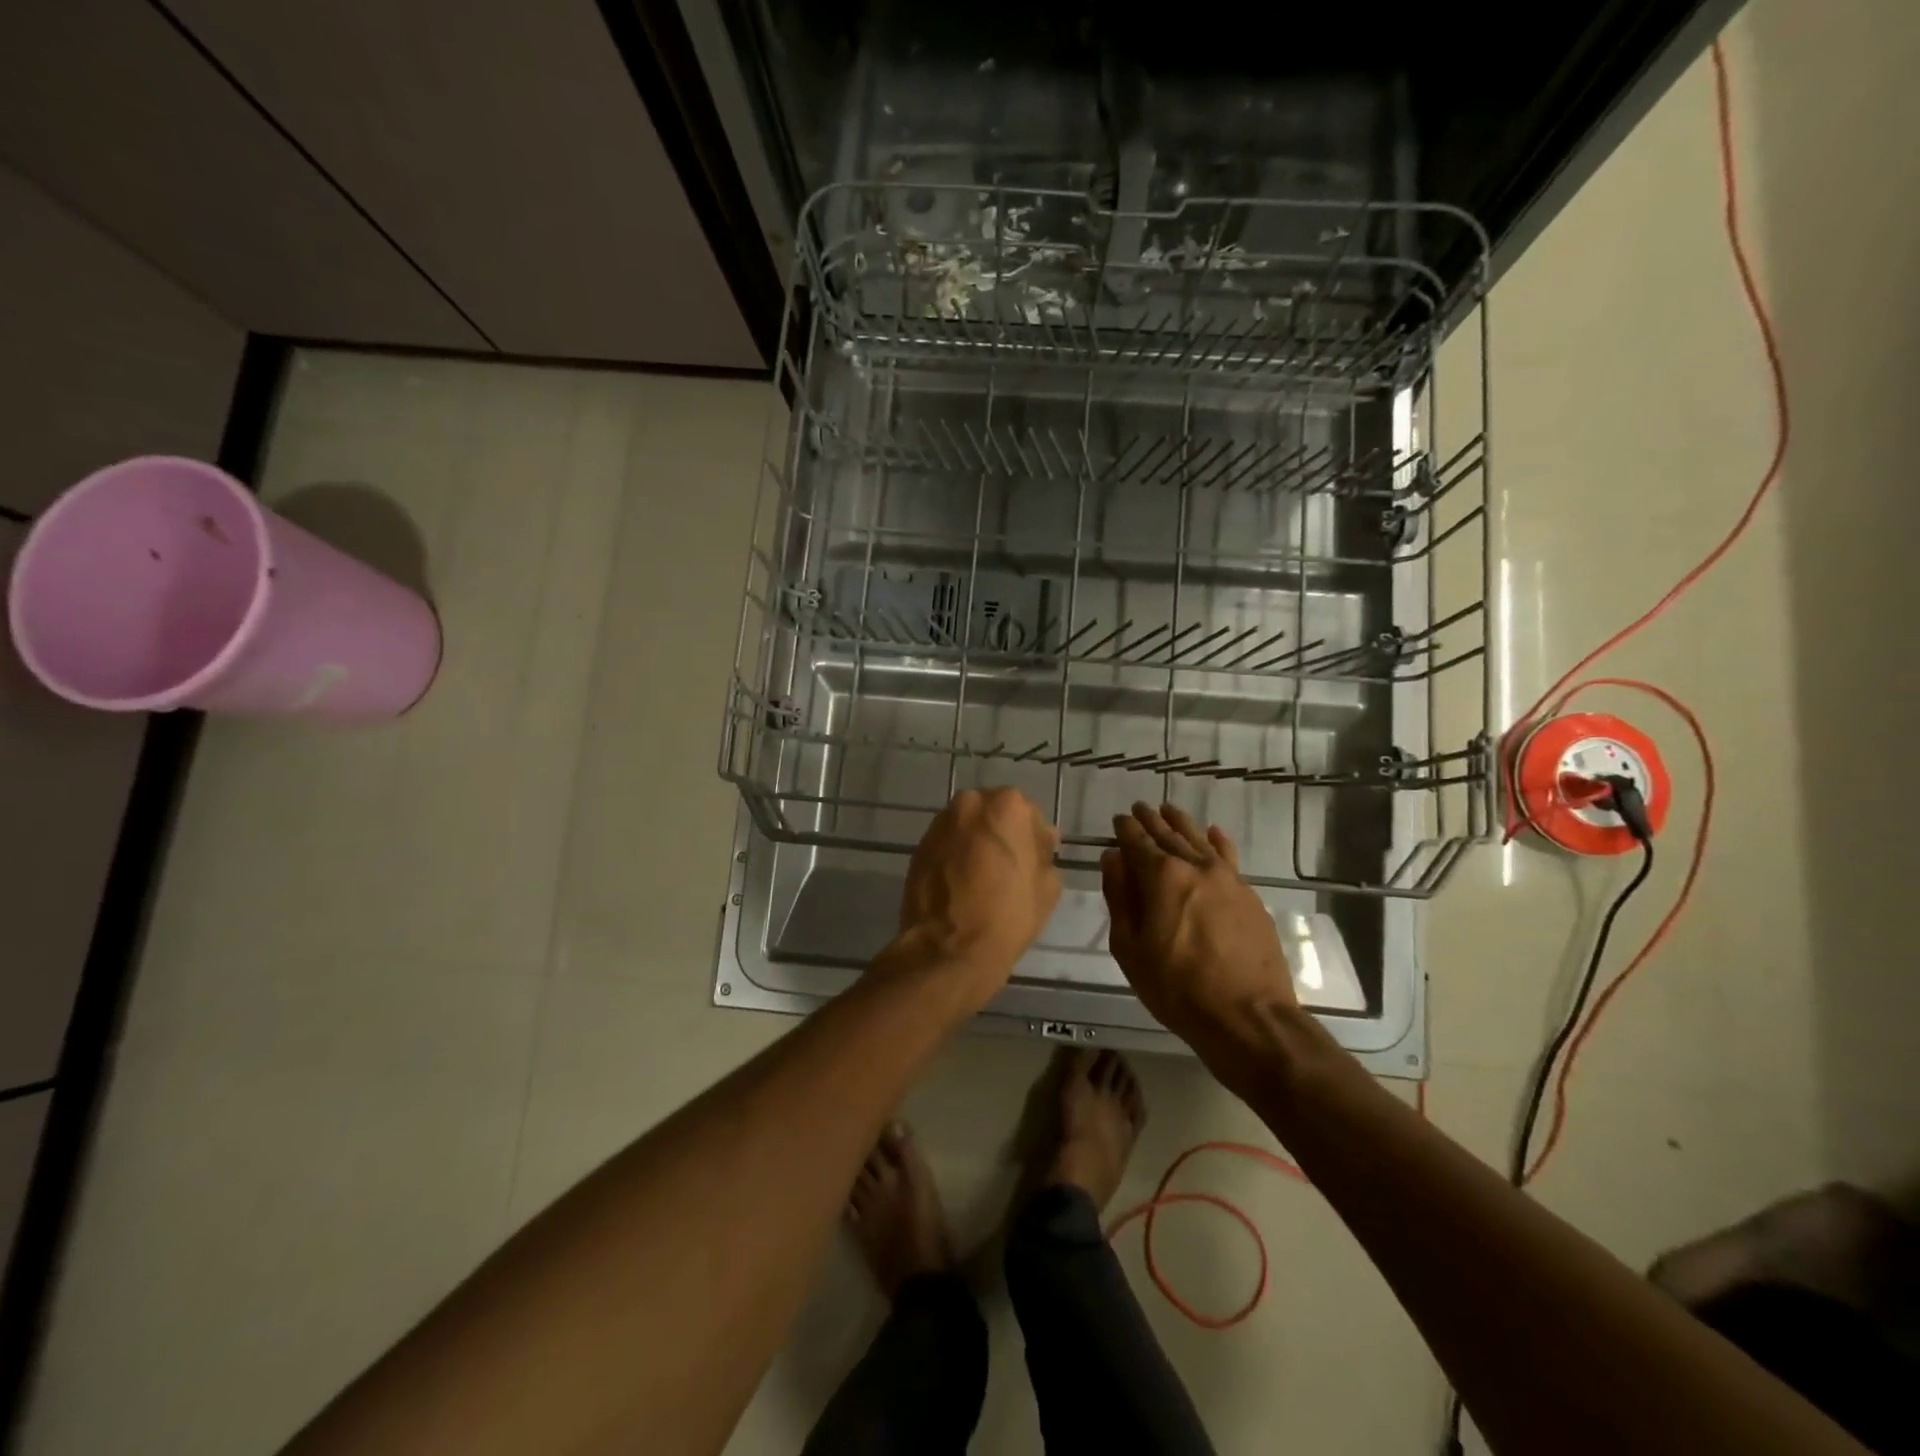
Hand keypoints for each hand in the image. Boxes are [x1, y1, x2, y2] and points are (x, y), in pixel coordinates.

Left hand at [891, 787, 1061, 1009]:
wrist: (948, 950)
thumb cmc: (1007, 916)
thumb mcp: (1048, 887)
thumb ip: (1045, 853)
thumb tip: (1039, 842)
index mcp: (1007, 805)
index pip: (1028, 813)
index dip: (1033, 840)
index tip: (1033, 863)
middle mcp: (969, 803)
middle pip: (993, 814)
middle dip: (1001, 835)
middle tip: (1007, 870)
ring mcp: (939, 824)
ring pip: (967, 828)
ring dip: (976, 845)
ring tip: (982, 880)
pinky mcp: (919, 846)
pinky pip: (946, 845)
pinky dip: (955, 857)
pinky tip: (961, 886)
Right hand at [1101, 802, 1295, 1051]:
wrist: (1248, 1016)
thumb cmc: (1176, 987)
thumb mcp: (1130, 947)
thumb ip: (1119, 897)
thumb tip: (1112, 858)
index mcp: (1160, 876)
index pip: (1137, 841)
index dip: (1125, 828)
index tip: (1118, 819)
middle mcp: (1194, 866)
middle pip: (1168, 834)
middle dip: (1151, 820)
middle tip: (1140, 808)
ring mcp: (1227, 878)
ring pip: (1199, 839)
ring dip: (1181, 823)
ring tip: (1169, 810)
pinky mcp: (1249, 895)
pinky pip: (1229, 857)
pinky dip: (1218, 841)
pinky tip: (1214, 832)